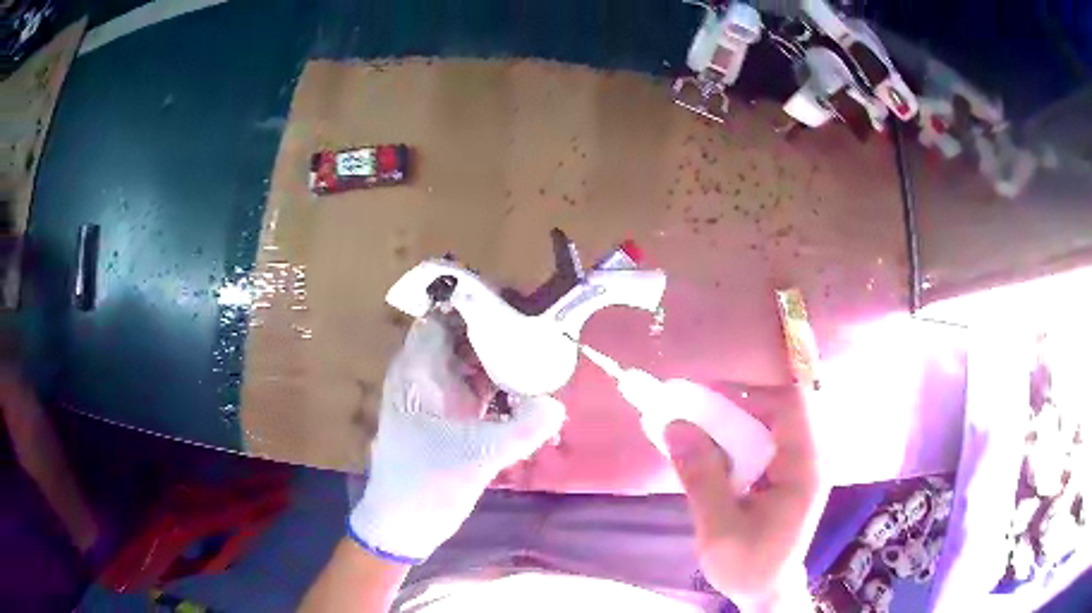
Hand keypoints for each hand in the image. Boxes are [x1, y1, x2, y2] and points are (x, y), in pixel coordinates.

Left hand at [348, 315, 566, 563]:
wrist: (402, 523)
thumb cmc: (425, 484)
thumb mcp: (474, 457)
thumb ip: (519, 431)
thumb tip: (557, 405)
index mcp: (415, 374)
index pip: (441, 319)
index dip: (473, 304)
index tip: (513, 300)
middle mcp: (422, 378)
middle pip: (458, 338)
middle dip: (494, 328)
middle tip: (536, 324)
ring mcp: (434, 399)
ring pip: (466, 363)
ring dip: (497, 356)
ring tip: (537, 348)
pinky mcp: (446, 419)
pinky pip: (472, 389)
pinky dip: (494, 384)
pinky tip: (523, 388)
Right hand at [664, 384, 824, 609]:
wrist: (766, 590)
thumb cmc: (748, 566)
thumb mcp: (719, 530)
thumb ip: (701, 478)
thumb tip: (675, 425)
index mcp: (805, 469)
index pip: (790, 406)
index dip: (748, 392)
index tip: (702, 398)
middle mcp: (811, 457)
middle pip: (781, 406)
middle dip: (737, 403)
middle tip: (695, 410)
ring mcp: (802, 462)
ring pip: (772, 418)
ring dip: (734, 417)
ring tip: (697, 426)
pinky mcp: (789, 470)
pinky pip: (766, 436)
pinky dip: (737, 435)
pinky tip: (713, 450)